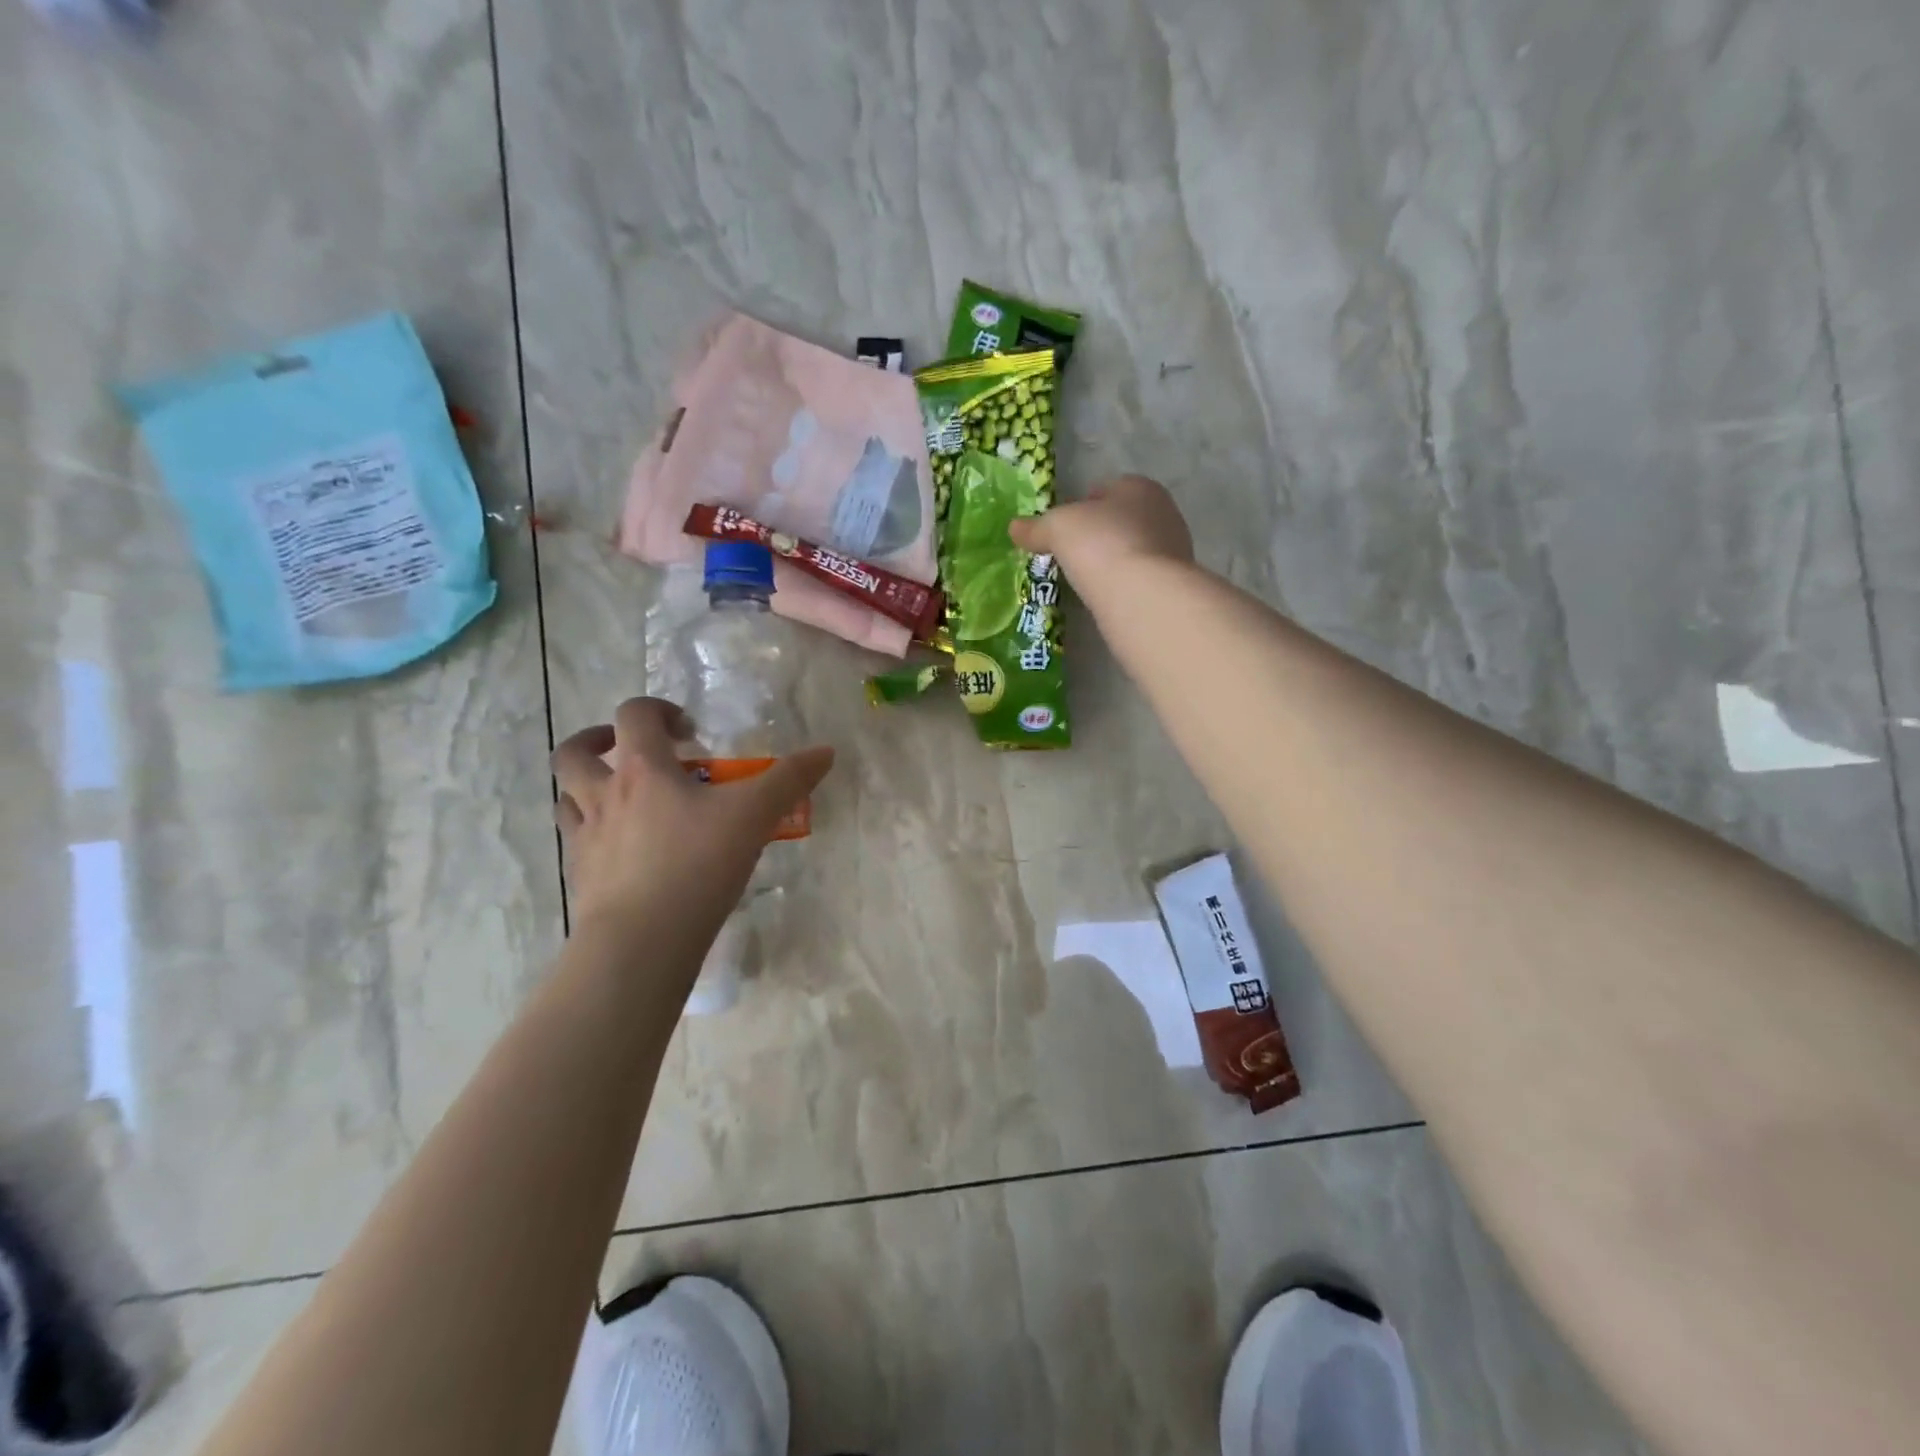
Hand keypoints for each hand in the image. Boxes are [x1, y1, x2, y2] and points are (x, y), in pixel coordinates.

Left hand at [550, 697, 834, 937]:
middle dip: (598, 741)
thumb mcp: (755, 816)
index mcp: (643, 770)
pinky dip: (593, 835)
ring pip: (567, 797)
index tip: (689, 731)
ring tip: (620, 798)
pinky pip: (577, 843)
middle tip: (630, 751)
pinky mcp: (580, 877)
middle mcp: (604, 795)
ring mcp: (586, 838)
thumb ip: (790, 780)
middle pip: (575, 753)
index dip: (658, 711)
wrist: (642, 939)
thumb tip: (826, 751)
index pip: (634, 715)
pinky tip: (623, 851)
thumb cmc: (697, 864)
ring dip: (587, 787)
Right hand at [1008, 474, 1193, 587]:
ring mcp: (1174, 549)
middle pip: (1121, 519)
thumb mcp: (1057, 529)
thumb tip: (1014, 528)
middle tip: (1072, 555)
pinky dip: (1123, 584)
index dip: (1081, 506)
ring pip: (1133, 549)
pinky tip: (1106, 597)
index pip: (1106, 489)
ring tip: (1086, 580)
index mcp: (1139, 487)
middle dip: (1098, 534)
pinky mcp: (1174, 583)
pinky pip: (1140, 577)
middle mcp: (1163, 512)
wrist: (1143, 594)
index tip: (1064, 529)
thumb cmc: (1100, 544)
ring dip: (1112, 561)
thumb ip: (1035, 527)